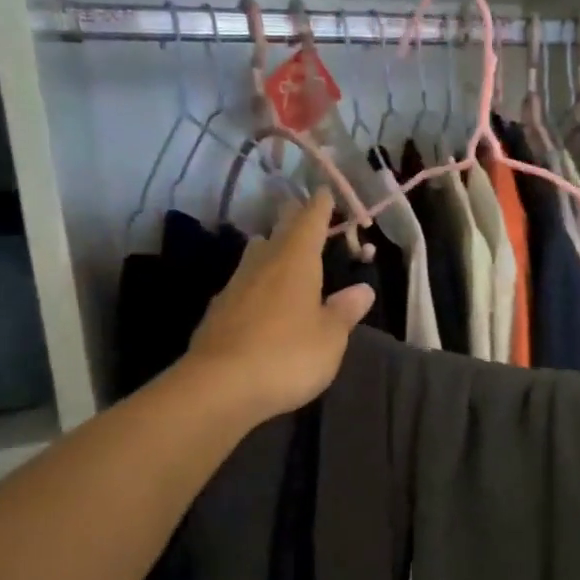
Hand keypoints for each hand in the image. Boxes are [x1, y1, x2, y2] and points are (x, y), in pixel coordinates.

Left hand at [182, 190, 374, 423]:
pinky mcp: (217, 313)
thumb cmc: (287, 355)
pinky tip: (259, 295)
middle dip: (292, 221)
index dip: (319, 207)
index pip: (308, 222)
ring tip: (279, 249)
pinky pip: (242, 285)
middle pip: (277, 234)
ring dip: (269, 248)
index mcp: (295, 263)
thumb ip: (345, 311)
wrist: (219, 388)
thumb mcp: (330, 337)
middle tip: (301, 212)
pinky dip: (256, 282)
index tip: (325, 192)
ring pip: (254, 257)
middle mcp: (262, 266)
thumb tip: (362, 289)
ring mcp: (234, 288)